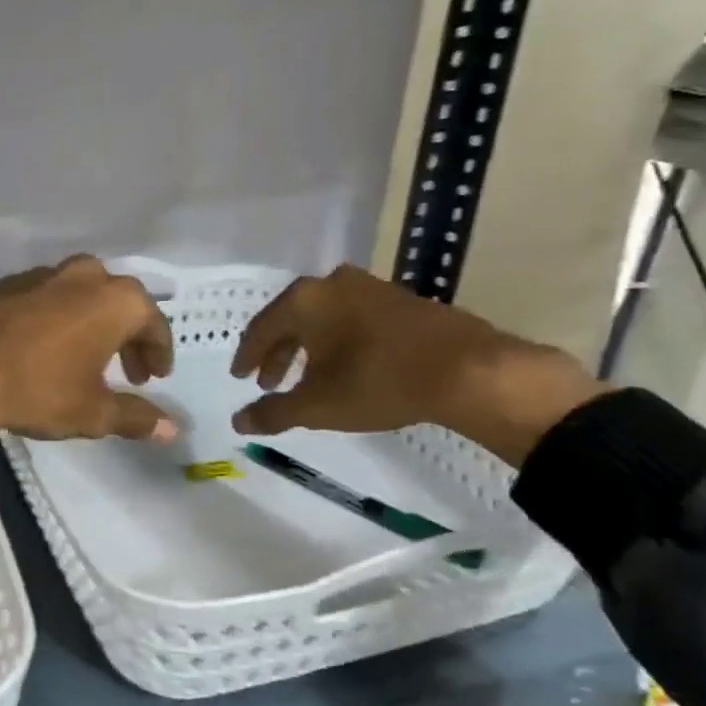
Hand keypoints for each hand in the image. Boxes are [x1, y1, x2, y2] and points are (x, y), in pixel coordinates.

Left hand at [0, 256, 178, 442]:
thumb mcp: (92, 412)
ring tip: (86, 361)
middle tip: (127, 372)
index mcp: (114, 299)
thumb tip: (173, 429)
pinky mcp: (4, 283)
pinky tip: (43, 350)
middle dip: (128, 337)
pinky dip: (56, 320)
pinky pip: (46, 299)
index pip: (153, 323)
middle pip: (119, 303)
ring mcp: (40, 274)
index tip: (156, 378)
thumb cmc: (36, 388)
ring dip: (91, 325)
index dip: (159, 353)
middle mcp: (83, 275)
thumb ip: (136, 417)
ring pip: (81, 296)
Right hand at [228, 264, 606, 465]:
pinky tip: (344, 366)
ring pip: (322, 318)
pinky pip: (350, 318)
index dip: (246, 357)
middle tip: (269, 383)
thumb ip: (272, 413)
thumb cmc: (378, 382)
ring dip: (307, 348)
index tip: (239, 378)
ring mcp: (369, 287)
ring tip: (305, 378)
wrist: (468, 370)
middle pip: (291, 319)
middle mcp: (331, 283)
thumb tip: (237, 422)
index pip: (260, 329)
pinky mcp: (399, 298)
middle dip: (277, 354)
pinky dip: (336, 341)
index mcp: (304, 300)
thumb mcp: (317, 406)